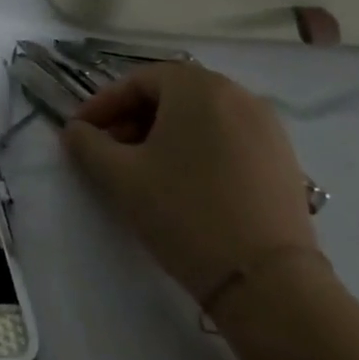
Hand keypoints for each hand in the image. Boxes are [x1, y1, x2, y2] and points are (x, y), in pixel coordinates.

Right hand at [63, 62, 314, 304]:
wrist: (266, 279)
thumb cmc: (183, 212)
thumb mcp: (120, 177)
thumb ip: (87, 144)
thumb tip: (75, 130)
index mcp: (198, 88)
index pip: (138, 80)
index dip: (102, 103)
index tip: (79, 131)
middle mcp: (237, 95)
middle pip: (171, 94)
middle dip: (132, 117)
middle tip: (106, 149)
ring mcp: (267, 126)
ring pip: (200, 116)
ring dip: (163, 132)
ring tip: (141, 168)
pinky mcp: (283, 158)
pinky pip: (227, 136)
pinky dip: (196, 147)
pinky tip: (181, 181)